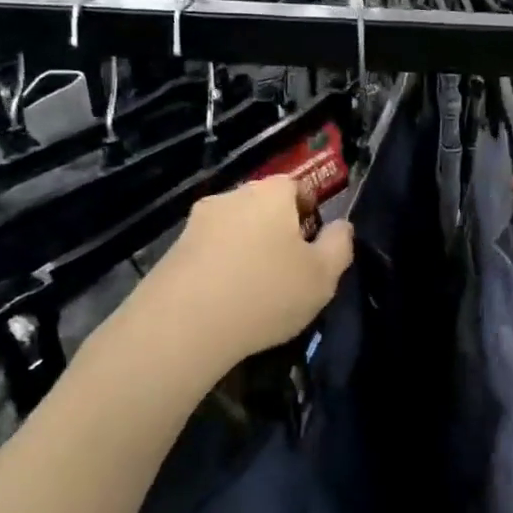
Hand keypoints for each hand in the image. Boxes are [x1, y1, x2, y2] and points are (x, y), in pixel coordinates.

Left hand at [130, 176, 354, 369]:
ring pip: (235, 230)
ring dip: (248, 251)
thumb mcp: (322, 276)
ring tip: (256, 292)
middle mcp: (231, 197)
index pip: (296, 186)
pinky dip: (222, 269)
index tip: (313, 245)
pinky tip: (226, 302)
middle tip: (289, 271)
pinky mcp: (172, 251)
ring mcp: (196, 223)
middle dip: (277, 232)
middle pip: (263, 207)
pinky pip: (210, 253)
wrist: (182, 326)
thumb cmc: (266, 293)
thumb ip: (339, 245)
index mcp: (270, 194)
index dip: (310, 212)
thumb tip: (340, 226)